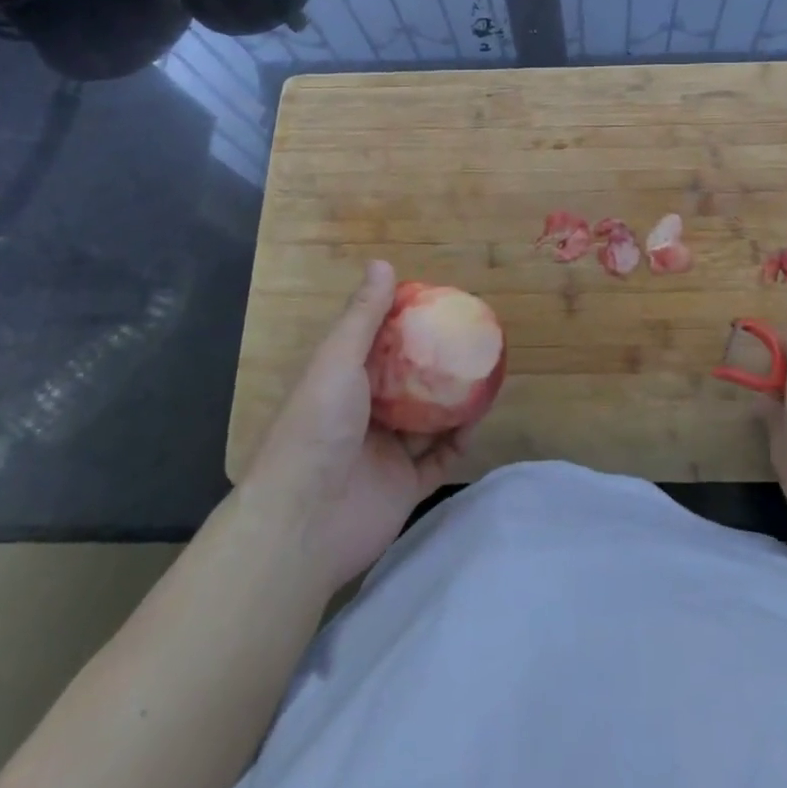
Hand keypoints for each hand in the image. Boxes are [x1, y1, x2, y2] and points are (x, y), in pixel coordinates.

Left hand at [247, 260, 465, 593]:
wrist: (302, 524)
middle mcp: (364, 414)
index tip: (439, 304)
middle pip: (408, 382)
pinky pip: (440, 458)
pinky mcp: (404, 486)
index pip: (378, 345)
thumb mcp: (337, 361)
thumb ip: (363, 317)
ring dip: (453, 399)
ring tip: (484, 372)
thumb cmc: (316, 429)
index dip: (406, 323)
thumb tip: (383, 262)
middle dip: (436, 362)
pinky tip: (478, 418)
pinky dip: (459, 440)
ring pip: (428, 419)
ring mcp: (385, 452)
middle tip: (471, 339)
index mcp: (342, 382)